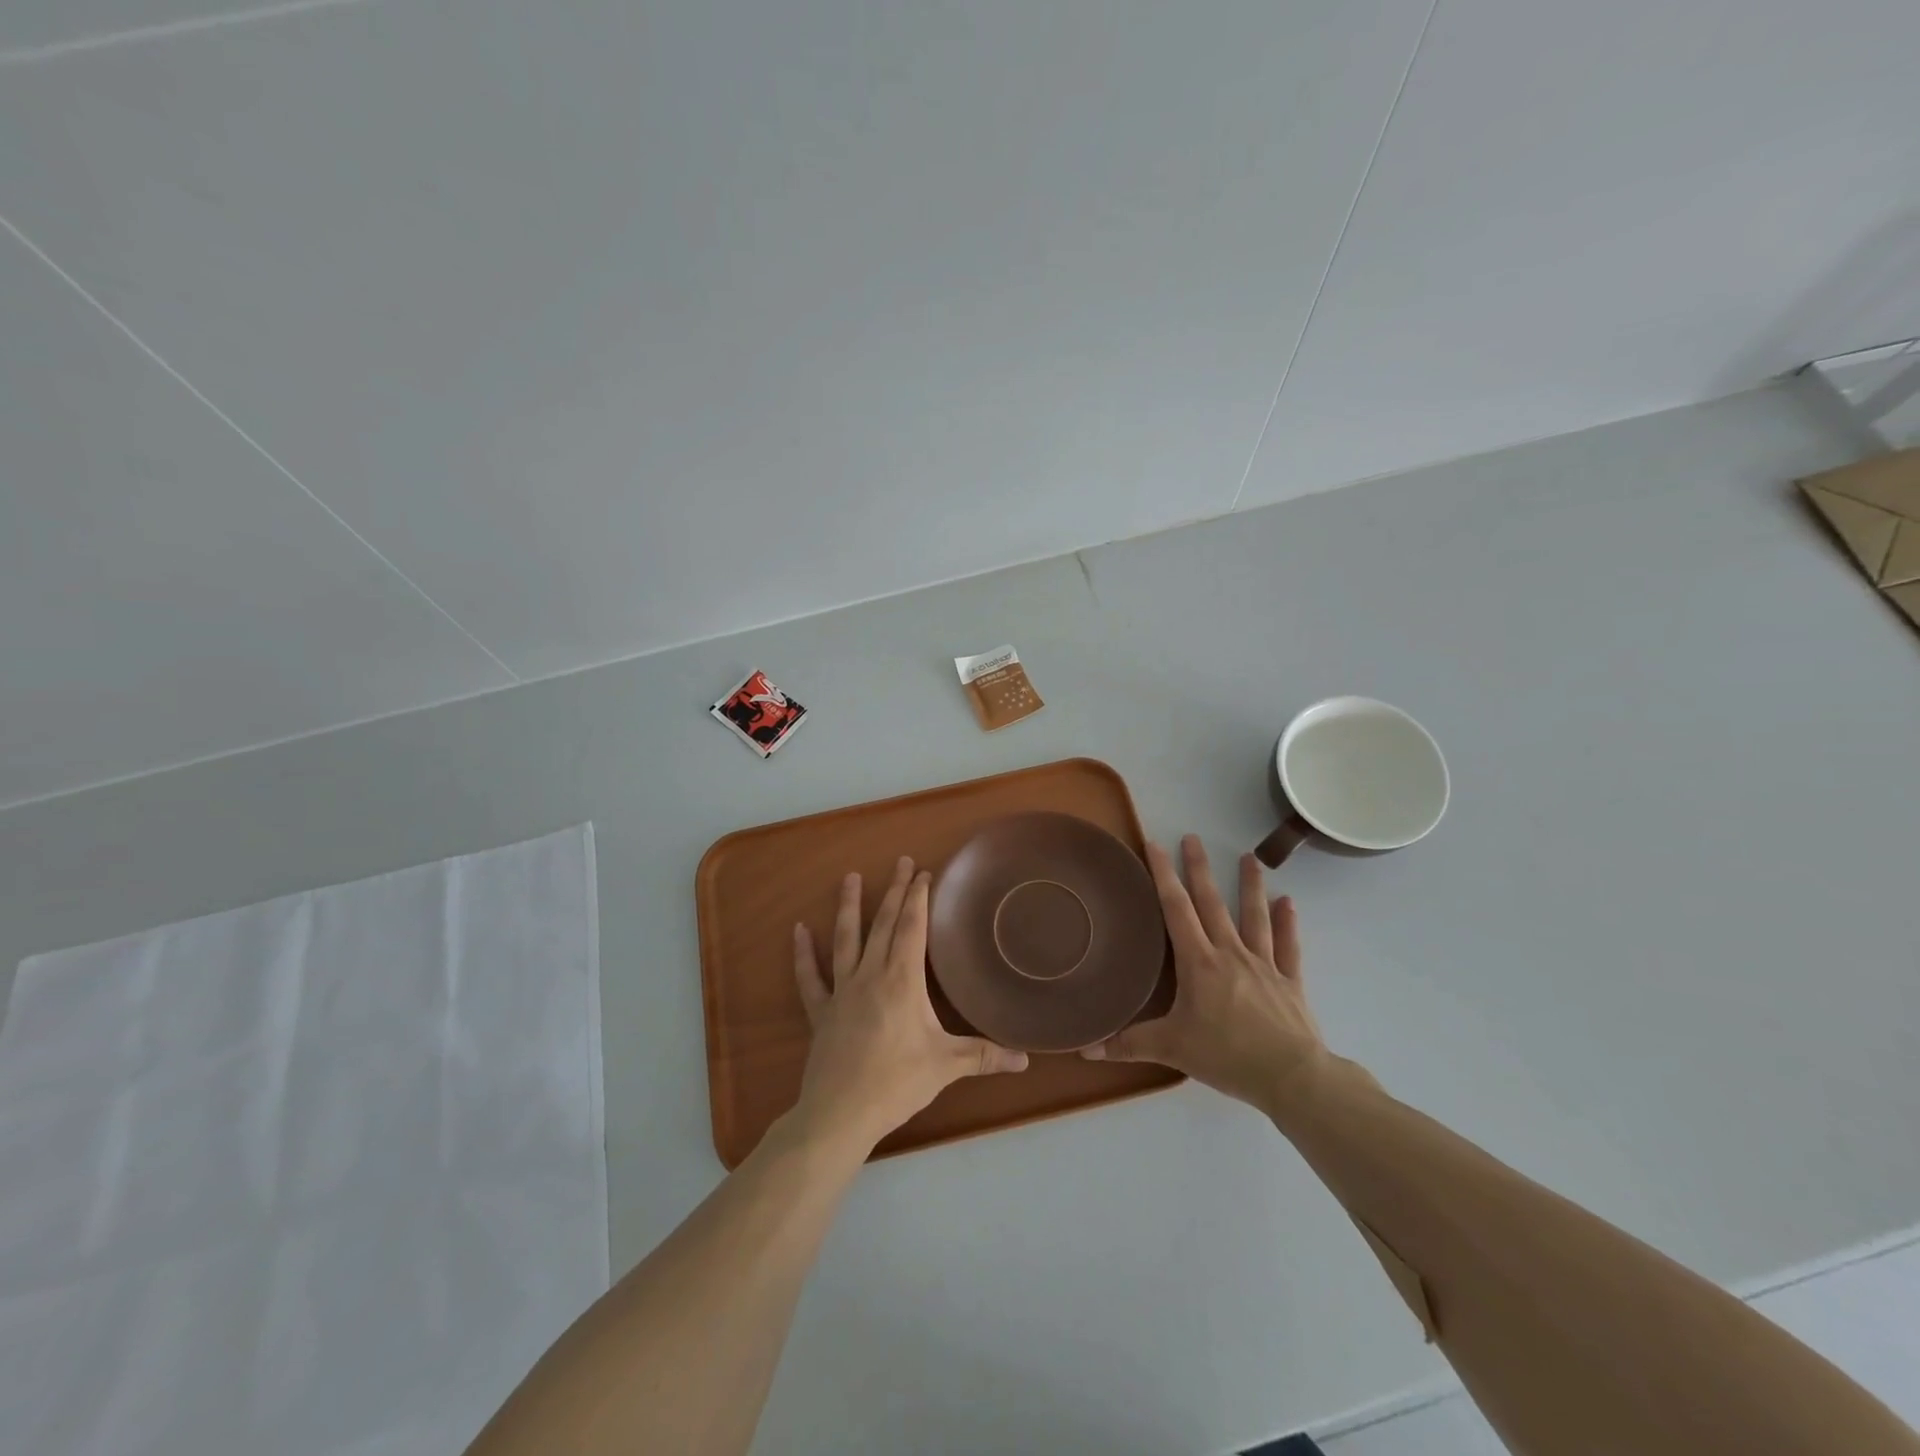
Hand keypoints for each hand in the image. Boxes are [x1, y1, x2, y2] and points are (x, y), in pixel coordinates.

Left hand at [792, 856, 1028, 1153]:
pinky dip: (803, 953)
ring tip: (850, 877)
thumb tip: (1026, 1057)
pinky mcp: (821, 1011)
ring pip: (846, 939)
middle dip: (896, 892)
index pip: (913, 928)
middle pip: (884, 924)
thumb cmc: (896, 1083)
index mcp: (902, 980)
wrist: (839, 1114)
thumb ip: (985, 1056)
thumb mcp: (947, 1066)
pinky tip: (798, 930)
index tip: (925, 873)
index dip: (919, 898)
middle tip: (902, 862)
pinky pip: (810, 977)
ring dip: (849, 906)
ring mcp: (841, 991)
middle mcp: (871, 975)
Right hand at [1082, 834, 1324, 1113]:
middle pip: (1212, 903)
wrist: (1290, 1076)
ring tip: (1250, 858)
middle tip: (1193, 838)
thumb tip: (1085, 1048)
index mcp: (1199, 962)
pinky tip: (1289, 903)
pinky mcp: (1289, 982)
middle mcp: (1229, 953)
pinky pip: (1288, 947)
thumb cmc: (1226, 1055)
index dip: (1163, 875)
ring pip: (1254, 917)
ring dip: (1250, 886)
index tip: (1155, 845)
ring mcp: (1263, 964)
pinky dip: (1288, 924)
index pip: (1176, 909)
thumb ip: (1129, 1044)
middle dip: (1199, 869)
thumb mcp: (1171, 1049)